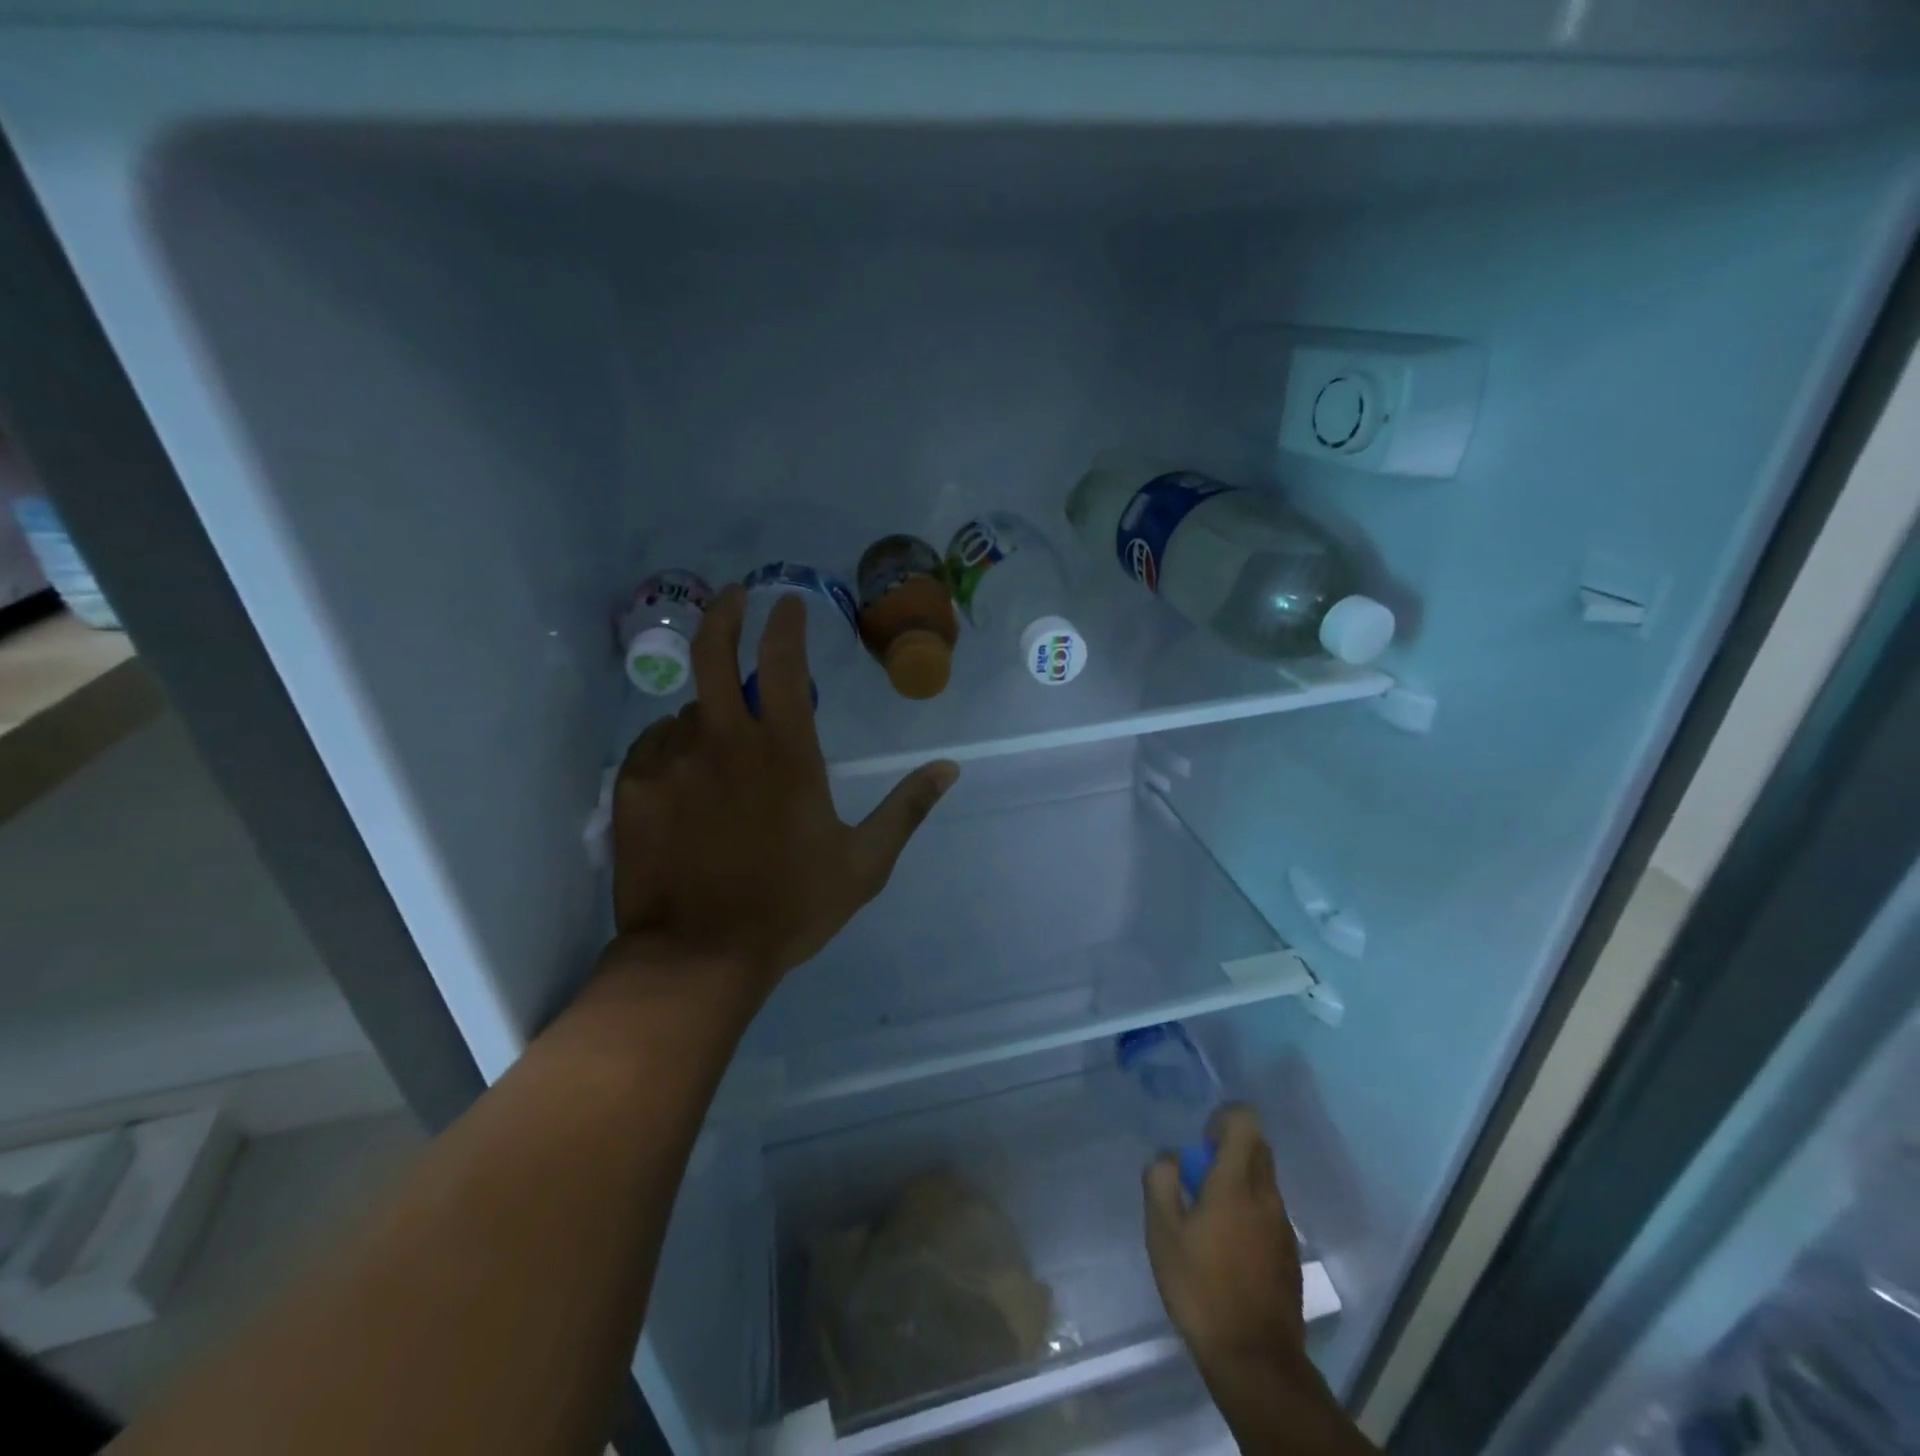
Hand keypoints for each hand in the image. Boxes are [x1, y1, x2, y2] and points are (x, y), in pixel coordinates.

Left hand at [608, 585, 957, 995]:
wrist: (698, 957)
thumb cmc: (789, 908)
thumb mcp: (864, 864)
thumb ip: (906, 810)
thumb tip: (950, 769)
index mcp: (784, 752)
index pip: (782, 663)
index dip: (786, 624)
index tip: (790, 603)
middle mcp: (723, 741)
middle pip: (714, 653)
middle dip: (726, 613)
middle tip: (735, 596)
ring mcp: (671, 761)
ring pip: (688, 712)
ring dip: (708, 715)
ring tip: (722, 750)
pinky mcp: (633, 789)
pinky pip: (653, 747)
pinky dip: (672, 749)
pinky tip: (684, 779)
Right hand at [1144, 1104, 1305, 1377]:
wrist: (1255, 1361)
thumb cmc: (1201, 1289)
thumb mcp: (1162, 1233)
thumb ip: (1161, 1181)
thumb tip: (1170, 1157)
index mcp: (1236, 1183)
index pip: (1245, 1121)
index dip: (1223, 1118)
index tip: (1201, 1143)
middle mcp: (1267, 1196)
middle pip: (1257, 1146)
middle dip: (1229, 1148)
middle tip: (1199, 1177)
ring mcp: (1283, 1226)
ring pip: (1264, 1180)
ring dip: (1239, 1180)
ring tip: (1209, 1217)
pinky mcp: (1290, 1254)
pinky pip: (1269, 1211)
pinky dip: (1249, 1211)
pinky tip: (1227, 1248)